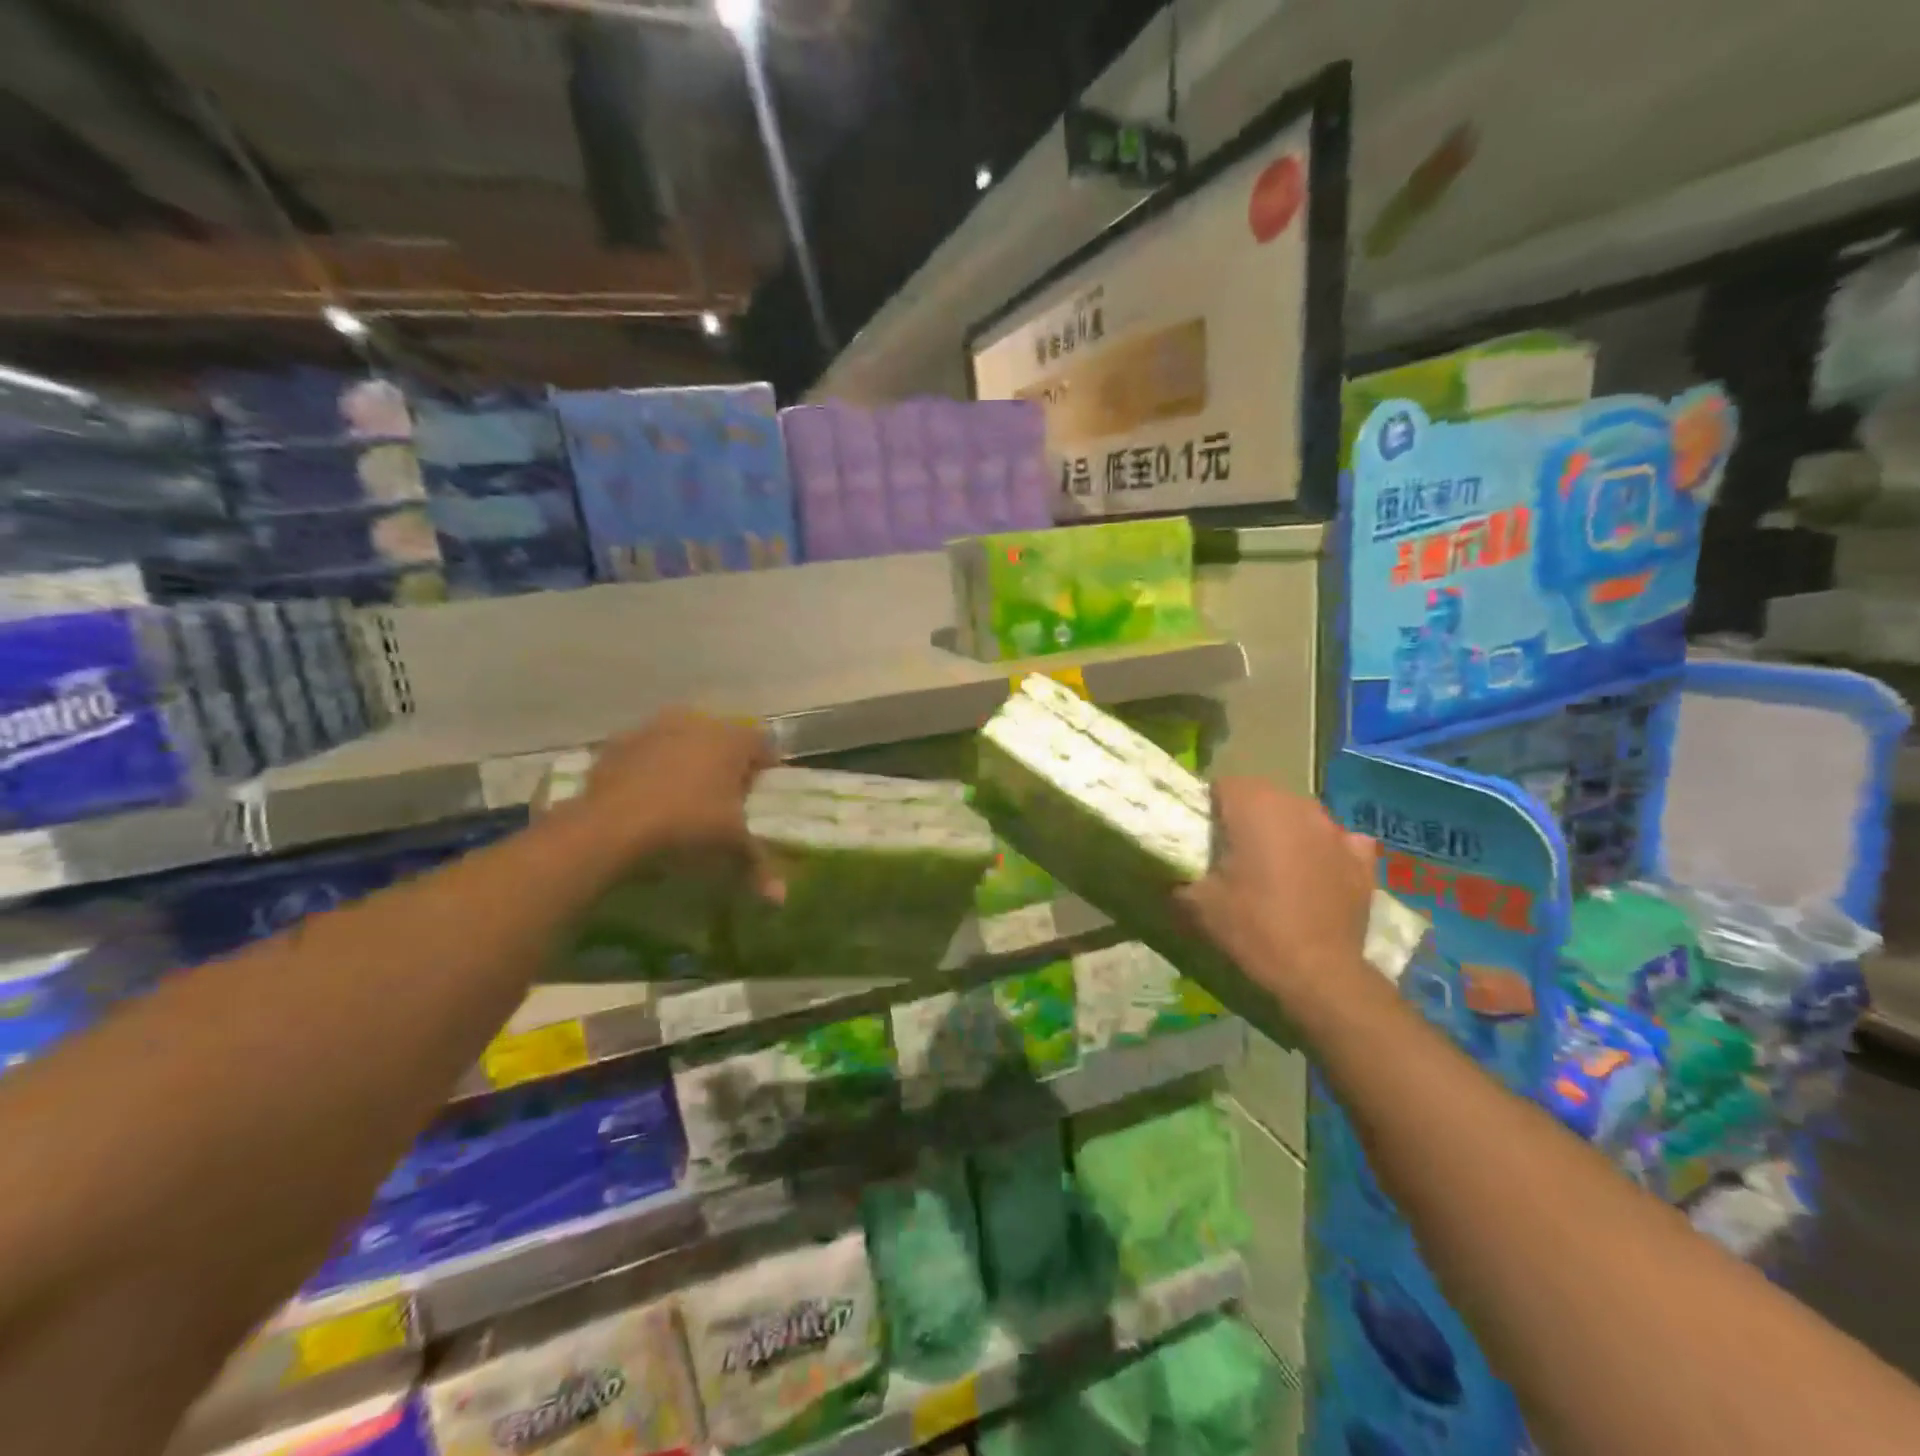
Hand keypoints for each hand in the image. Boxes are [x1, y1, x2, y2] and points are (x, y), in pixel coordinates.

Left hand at [580, 709, 781, 898]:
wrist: (608, 828)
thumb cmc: (687, 827)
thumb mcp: (730, 848)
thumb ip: (758, 865)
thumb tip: (781, 898)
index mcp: (733, 741)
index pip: (764, 744)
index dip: (767, 768)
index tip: (763, 792)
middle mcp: (697, 724)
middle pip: (722, 738)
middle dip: (726, 763)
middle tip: (725, 796)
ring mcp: (654, 729)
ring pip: (682, 740)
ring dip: (686, 761)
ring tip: (683, 797)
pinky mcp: (618, 743)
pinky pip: (645, 753)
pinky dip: (650, 769)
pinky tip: (646, 798)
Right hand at [1177, 778, 1376, 1011]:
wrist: (1317, 974)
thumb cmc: (1252, 928)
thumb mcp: (1195, 903)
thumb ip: (1177, 873)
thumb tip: (1169, 865)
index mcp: (1254, 806)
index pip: (1221, 785)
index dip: (1207, 808)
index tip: (1200, 836)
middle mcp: (1297, 805)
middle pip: (1261, 796)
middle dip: (1245, 816)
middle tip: (1230, 852)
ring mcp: (1334, 830)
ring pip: (1298, 815)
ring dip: (1282, 830)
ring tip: (1271, 864)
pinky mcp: (1362, 859)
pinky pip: (1336, 839)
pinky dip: (1323, 848)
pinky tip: (1314, 871)